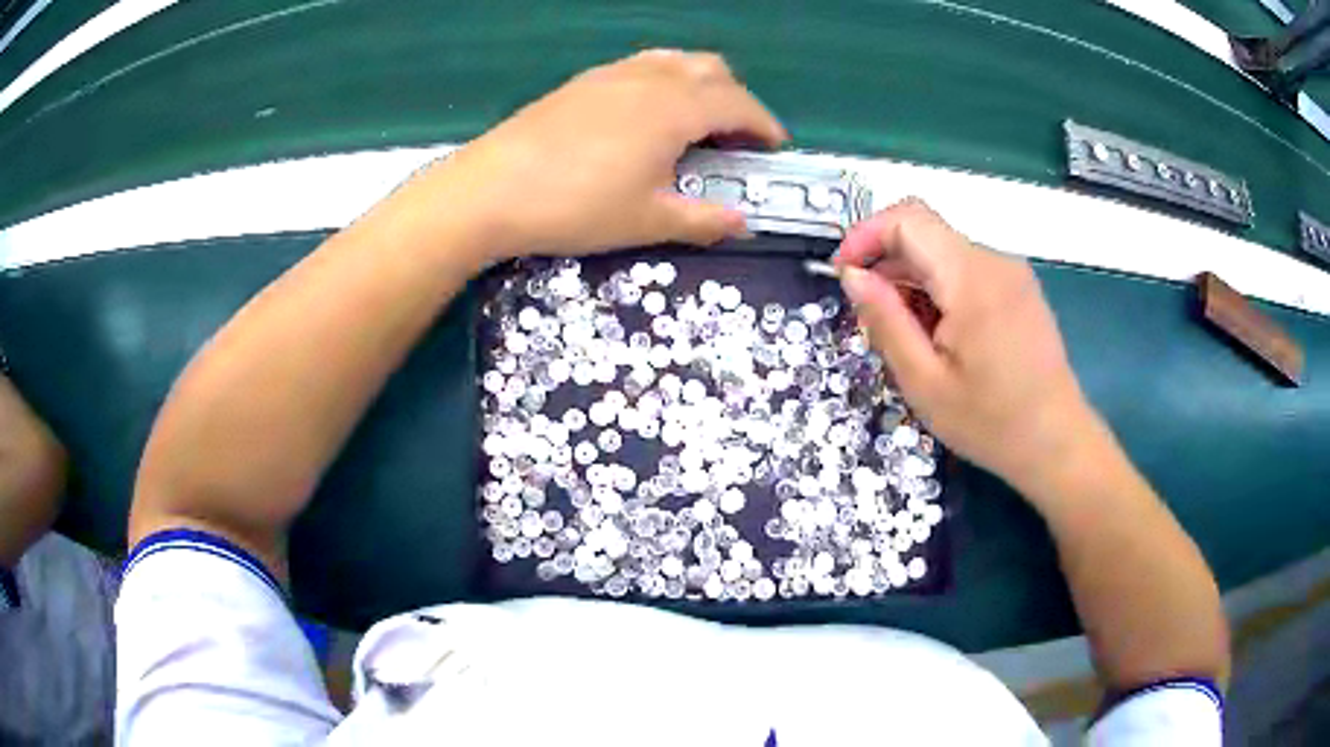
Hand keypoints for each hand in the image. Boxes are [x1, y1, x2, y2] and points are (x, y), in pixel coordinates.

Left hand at [417, 49, 786, 260]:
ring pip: (675, 61)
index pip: (739, 104)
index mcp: (675, 108)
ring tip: (696, 123)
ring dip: (701, 85)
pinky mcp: (583, 81)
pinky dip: (665, 82)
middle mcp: (650, 78)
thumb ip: (704, 220)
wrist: (490, 190)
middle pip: (712, 70)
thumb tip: (742, 222)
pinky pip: (642, 66)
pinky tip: (648, 117)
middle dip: (737, 99)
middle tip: (736, 139)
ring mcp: (612, 74)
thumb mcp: (649, 221)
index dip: (765, 125)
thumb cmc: (576, 206)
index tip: (775, 148)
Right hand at [833, 200, 1099, 490]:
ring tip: (911, 340)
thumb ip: (885, 320)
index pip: (907, 218)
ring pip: (943, 254)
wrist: (1058, 443)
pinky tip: (942, 338)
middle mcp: (994, 260)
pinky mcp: (1019, 287)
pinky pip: (966, 271)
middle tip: (875, 325)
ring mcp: (1011, 272)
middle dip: (888, 267)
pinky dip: (940, 291)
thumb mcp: (925, 381)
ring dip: (913, 283)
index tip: (845, 276)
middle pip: (925, 235)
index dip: (866, 235)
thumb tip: (853, 275)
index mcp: (971, 277)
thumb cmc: (991, 423)